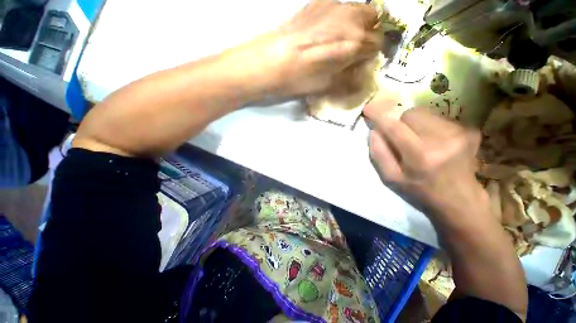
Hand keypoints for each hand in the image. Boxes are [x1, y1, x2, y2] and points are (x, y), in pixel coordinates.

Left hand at [222, 0, 381, 97]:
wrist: (270, 62)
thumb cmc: (300, 79)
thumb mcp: (327, 86)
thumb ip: (348, 79)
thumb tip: (361, 75)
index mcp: (354, 43)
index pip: (378, 44)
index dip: (373, 54)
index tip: (363, 62)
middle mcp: (349, 18)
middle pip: (373, 20)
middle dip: (369, 34)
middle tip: (356, 48)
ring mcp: (333, 6)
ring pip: (358, 9)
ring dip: (356, 23)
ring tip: (342, 39)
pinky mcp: (317, 2)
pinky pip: (339, 6)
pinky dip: (340, 17)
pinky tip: (326, 30)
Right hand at [364, 102, 485, 218]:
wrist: (459, 200)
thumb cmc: (419, 190)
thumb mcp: (390, 178)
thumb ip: (378, 154)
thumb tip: (374, 131)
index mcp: (420, 156)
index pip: (394, 127)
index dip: (379, 116)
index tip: (368, 108)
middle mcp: (443, 140)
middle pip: (411, 114)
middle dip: (400, 123)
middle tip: (402, 139)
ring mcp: (460, 133)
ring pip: (425, 113)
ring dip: (415, 125)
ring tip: (420, 142)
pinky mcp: (470, 130)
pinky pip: (439, 118)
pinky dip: (430, 127)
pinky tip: (435, 143)